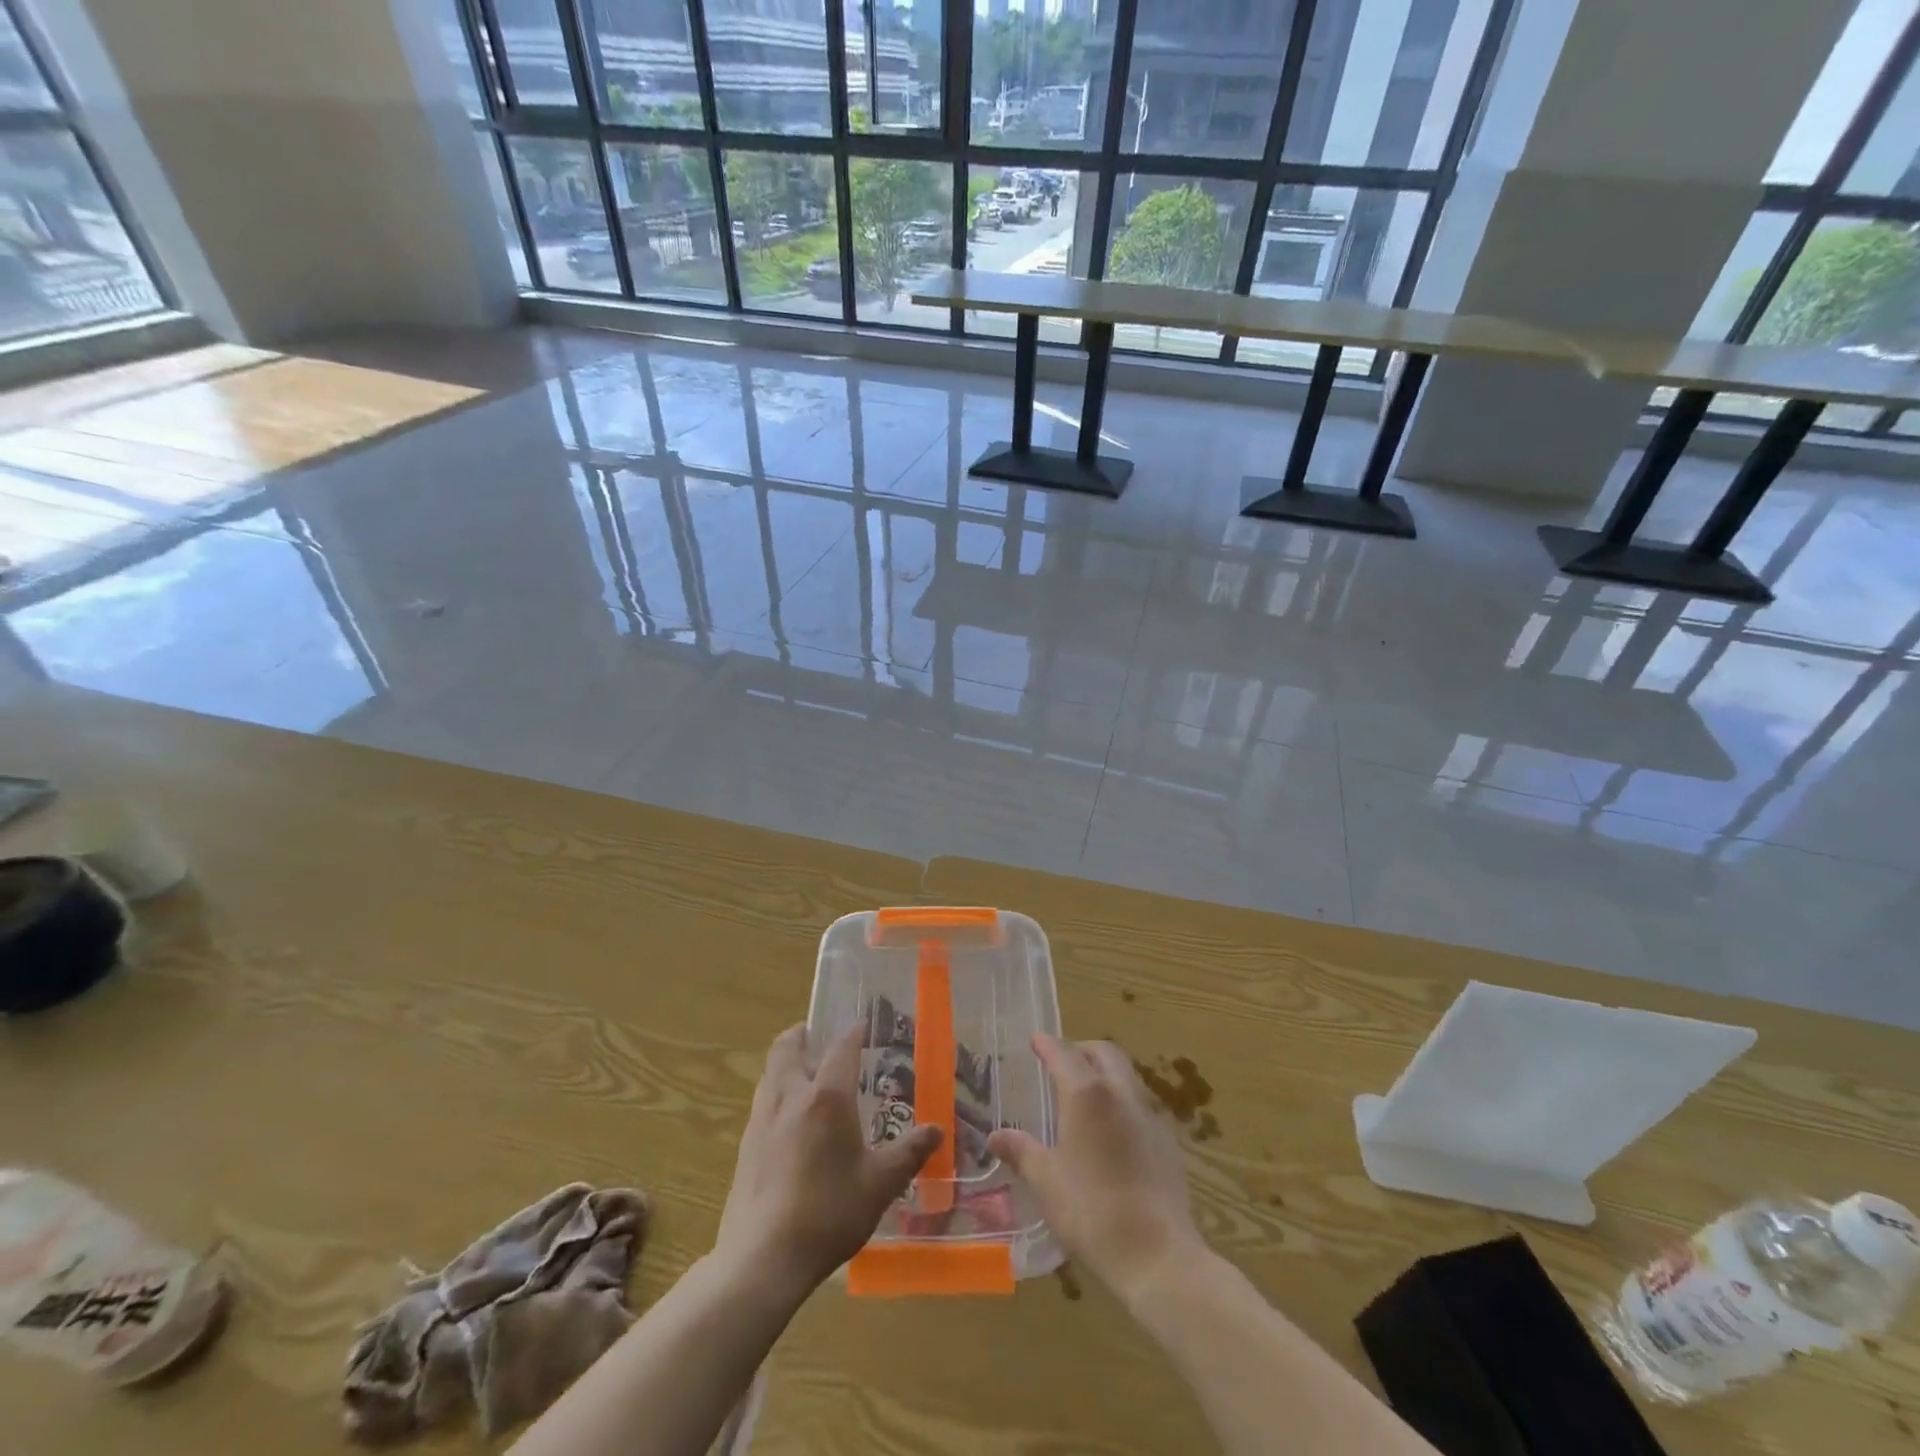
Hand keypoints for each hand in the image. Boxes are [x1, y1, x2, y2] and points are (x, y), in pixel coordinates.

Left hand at [715, 1023, 941, 1298]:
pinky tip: (790, 1120)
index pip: (841, 1048)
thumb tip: (937, 1130)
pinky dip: (777, 1092)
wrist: (762, 1258)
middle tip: (817, 1035)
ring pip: (771, 1072)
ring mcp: (762, 1119)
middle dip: (802, 1034)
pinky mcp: (745, 1145)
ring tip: (805, 1073)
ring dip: (787, 1062)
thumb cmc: (828, 1212)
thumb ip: (909, 1153)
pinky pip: (763, 1101)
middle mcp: (791, 1096)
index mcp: (827, 1097)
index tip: (863, 1025)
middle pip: (788, 1047)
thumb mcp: (880, 1184)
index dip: (853, 1033)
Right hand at [988, 1035, 1202, 1305]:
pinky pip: (1141, 1107)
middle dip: (1082, 1050)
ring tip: (1085, 1096)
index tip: (1035, 1039)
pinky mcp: (1168, 1143)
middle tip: (1062, 1061)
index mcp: (1087, 1093)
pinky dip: (1122, 1103)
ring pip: (1127, 1076)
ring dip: (1105, 1074)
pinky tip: (1112, 1133)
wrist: (1157, 1254)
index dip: (1047, 1044)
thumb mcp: (1046, 1180)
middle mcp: (1121, 1093)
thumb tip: (996, 1136)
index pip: (1063, 1053)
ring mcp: (1150, 1116)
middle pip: (1105, 1053)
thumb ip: (1021, 1151)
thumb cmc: (1091, 1210)